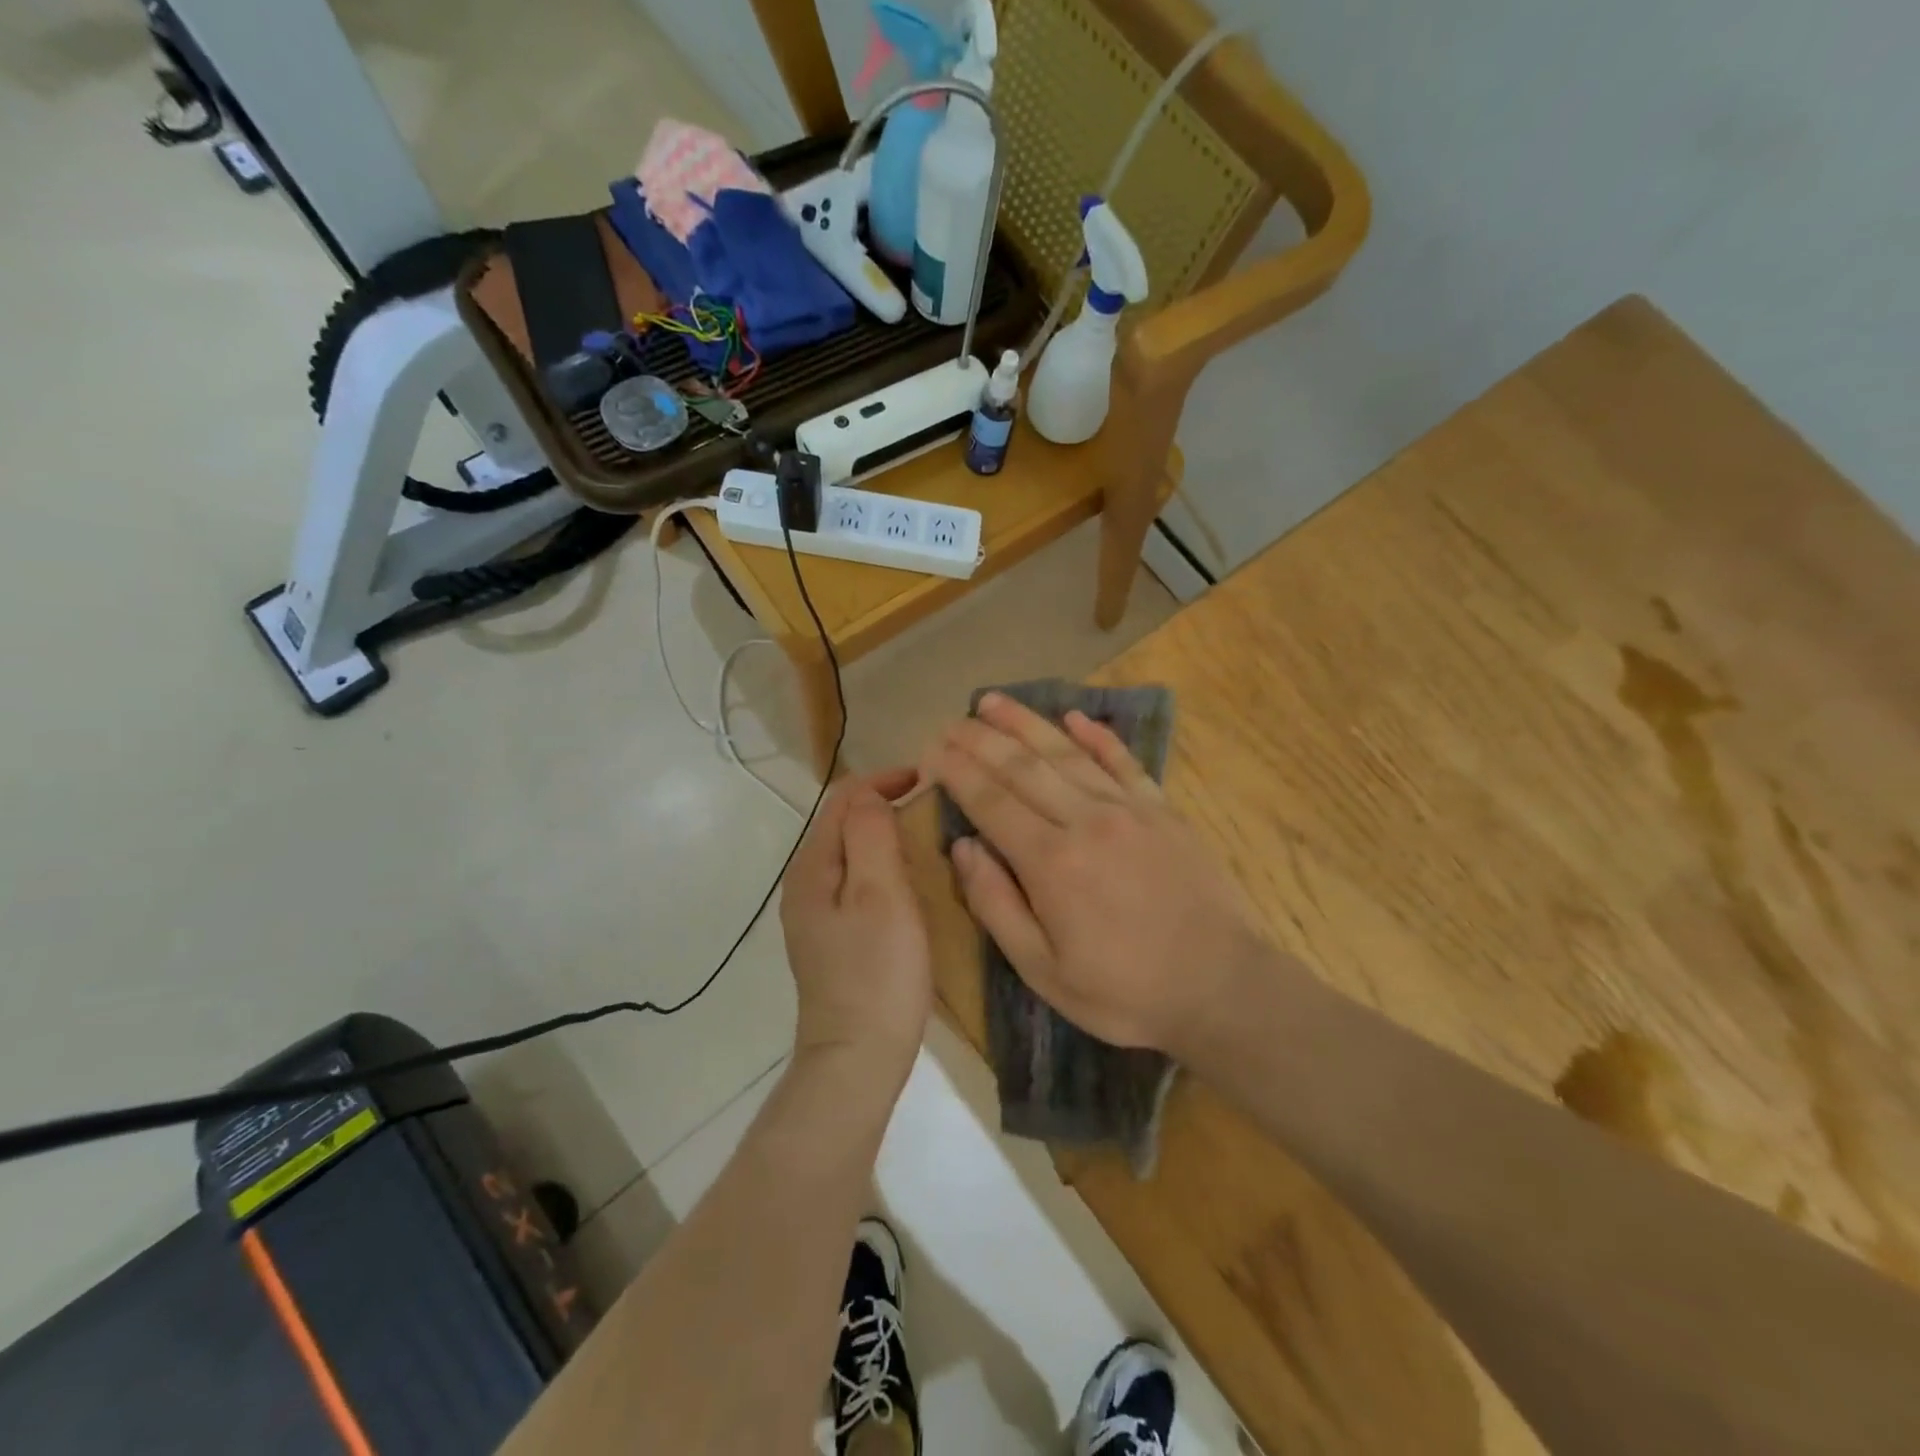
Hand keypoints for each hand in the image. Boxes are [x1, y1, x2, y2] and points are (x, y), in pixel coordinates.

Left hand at [779, 768, 932, 1079]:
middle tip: (931, 805)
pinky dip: (881, 867)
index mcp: (812, 868)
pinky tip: (908, 882)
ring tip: (925, 836)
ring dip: (883, 835)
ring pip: (850, 854)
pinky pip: (855, 882)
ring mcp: (815, 915)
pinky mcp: (832, 939)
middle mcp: (805, 885)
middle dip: (882, 804)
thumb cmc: (877, 973)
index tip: (926, 779)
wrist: (857, 1058)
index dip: (882, 780)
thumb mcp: (881, 895)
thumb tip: (870, 796)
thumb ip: (871, 835)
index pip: (842, 800)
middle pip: (842, 824)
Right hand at [928, 694, 1272, 1057]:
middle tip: (951, 721)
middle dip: (981, 739)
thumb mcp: (1043, 970)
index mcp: (1051, 861)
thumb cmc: (1124, 991)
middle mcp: (1086, 819)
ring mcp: (1129, 809)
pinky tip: (1075, 717)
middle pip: (1023, 766)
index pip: (991, 801)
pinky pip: (1124, 762)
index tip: (932, 750)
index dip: (958, 772)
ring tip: (994, 701)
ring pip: (1067, 753)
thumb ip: (996, 905)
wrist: (1222, 987)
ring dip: (1026, 723)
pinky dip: (1097, 736)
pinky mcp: (1163, 810)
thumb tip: (963, 847)